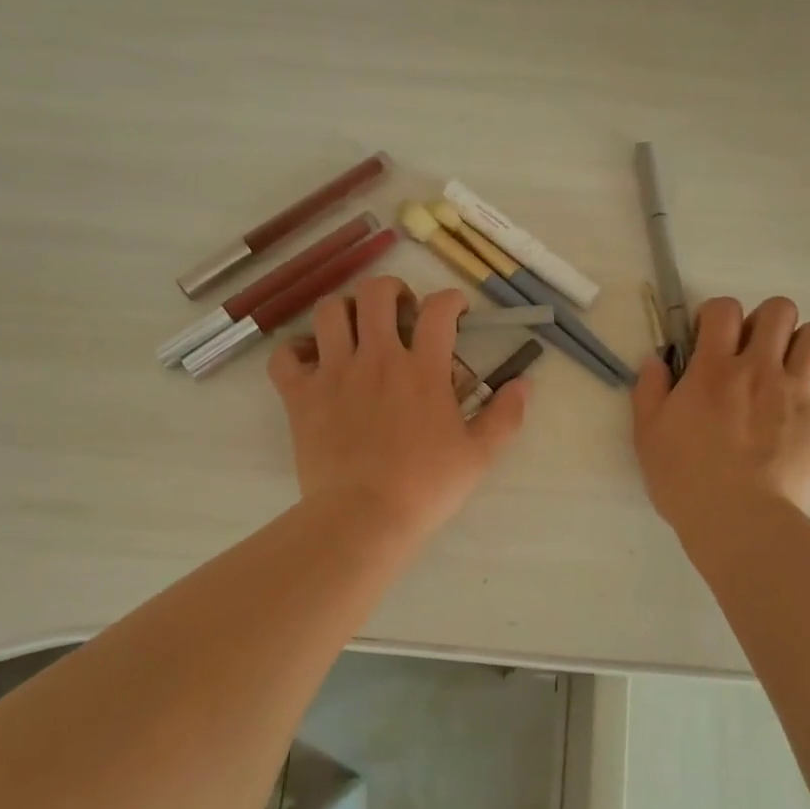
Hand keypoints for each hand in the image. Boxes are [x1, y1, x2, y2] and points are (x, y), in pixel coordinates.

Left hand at [268, 277, 529, 543]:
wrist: (364, 517)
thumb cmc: (426, 487)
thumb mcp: (479, 454)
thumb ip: (505, 415)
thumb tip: (524, 384)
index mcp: (422, 369)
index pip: (438, 309)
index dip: (450, 300)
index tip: (455, 312)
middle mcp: (377, 358)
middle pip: (376, 293)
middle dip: (392, 291)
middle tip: (400, 312)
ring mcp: (334, 373)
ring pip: (330, 312)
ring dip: (345, 311)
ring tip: (355, 330)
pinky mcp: (301, 395)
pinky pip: (285, 355)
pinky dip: (295, 351)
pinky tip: (311, 362)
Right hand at [632, 296, 809, 533]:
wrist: (740, 521)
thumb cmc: (685, 479)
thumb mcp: (647, 435)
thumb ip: (650, 390)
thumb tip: (656, 360)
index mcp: (714, 368)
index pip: (723, 308)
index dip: (715, 315)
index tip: (707, 339)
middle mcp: (759, 369)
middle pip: (779, 310)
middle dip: (764, 321)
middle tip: (750, 351)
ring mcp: (797, 393)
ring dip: (799, 345)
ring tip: (783, 372)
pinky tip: (800, 418)